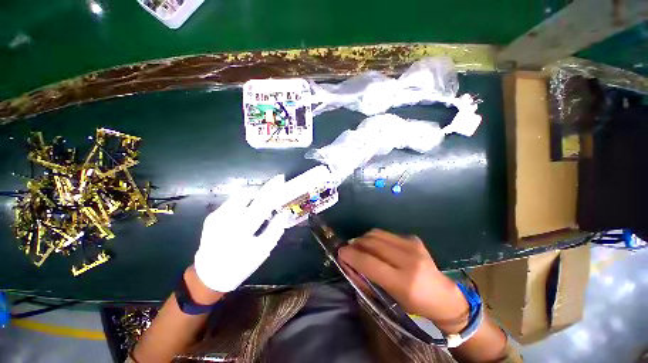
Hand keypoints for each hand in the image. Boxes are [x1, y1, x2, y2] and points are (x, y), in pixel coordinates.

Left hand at [194, 175, 287, 292]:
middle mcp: (227, 217)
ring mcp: (217, 215)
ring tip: (260, 206)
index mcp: (243, 227)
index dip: (272, 188)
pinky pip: (232, 203)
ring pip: (239, 196)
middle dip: (262, 190)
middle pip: (248, 193)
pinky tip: (246, 214)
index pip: (262, 201)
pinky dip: (244, 203)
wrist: (208, 276)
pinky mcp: (211, 217)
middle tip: (272, 194)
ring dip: (253, 197)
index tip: (280, 179)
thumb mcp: (262, 250)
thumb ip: (275, 229)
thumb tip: (285, 212)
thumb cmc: (240, 265)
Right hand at [339, 230, 468, 325]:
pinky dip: (376, 238)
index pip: (368, 262)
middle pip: (371, 242)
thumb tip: (348, 261)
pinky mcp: (413, 238)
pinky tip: (379, 247)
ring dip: (364, 239)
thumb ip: (366, 278)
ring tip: (362, 247)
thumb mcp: (388, 297)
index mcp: (403, 282)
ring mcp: (412, 245)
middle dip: (356, 244)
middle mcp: (408, 259)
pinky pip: (386, 233)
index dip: (351, 255)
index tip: (340, 252)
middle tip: (350, 249)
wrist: (443, 296)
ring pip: (376, 233)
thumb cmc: (414, 304)